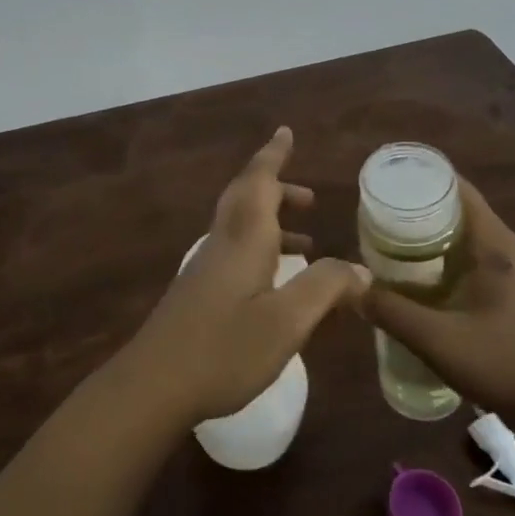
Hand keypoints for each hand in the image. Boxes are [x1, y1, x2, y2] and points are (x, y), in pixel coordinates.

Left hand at [123, 127, 370, 423]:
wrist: (154, 384)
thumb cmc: (224, 349)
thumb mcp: (287, 322)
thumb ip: (325, 290)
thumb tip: (360, 268)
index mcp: (243, 239)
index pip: (259, 182)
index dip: (273, 155)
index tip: (285, 132)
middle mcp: (222, 244)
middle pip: (247, 199)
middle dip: (277, 189)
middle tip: (309, 197)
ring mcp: (206, 268)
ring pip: (241, 228)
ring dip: (272, 223)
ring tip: (307, 245)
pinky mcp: (199, 292)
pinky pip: (236, 253)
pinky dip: (262, 250)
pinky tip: (276, 284)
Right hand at [359, 179, 514, 428]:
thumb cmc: (502, 363)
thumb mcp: (437, 339)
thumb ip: (391, 312)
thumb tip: (353, 288)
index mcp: (495, 246)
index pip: (459, 191)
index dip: (424, 180)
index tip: (388, 183)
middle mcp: (505, 250)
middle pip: (457, 211)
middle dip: (417, 209)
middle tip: (376, 215)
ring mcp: (510, 272)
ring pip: (462, 237)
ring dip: (428, 235)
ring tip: (387, 241)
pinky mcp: (507, 294)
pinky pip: (467, 259)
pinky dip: (440, 258)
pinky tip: (414, 277)